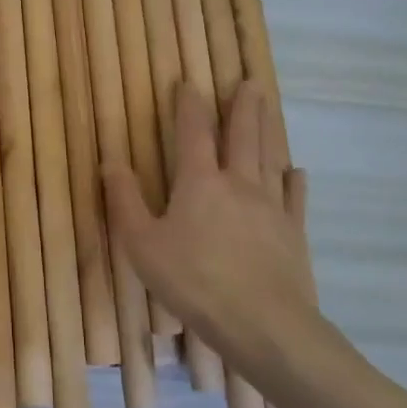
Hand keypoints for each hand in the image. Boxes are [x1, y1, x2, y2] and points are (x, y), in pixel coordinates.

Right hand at [103, 81, 318, 380]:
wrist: (263, 324)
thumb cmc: (193, 282)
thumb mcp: (142, 244)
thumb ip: (124, 201)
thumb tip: (110, 161)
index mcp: (199, 183)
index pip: (193, 133)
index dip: (189, 106)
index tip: (189, 83)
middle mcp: (238, 184)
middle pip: (241, 136)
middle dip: (242, 107)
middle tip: (249, 82)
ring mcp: (271, 207)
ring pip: (268, 158)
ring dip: (266, 130)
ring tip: (268, 108)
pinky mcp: (293, 233)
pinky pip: (294, 198)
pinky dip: (294, 181)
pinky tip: (296, 171)